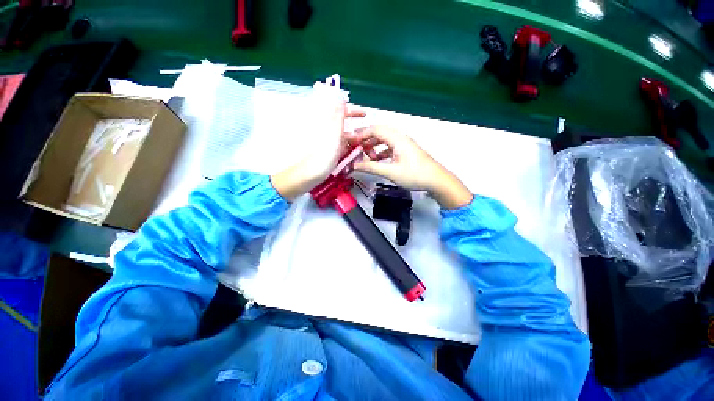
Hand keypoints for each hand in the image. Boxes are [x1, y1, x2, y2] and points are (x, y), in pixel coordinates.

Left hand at [272, 103, 365, 200]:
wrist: (309, 176)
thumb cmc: (322, 156)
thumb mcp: (333, 135)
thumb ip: (337, 117)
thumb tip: (340, 97)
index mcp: (327, 124)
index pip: (340, 111)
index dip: (353, 111)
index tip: (365, 114)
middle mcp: (327, 132)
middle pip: (344, 127)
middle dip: (356, 132)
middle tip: (366, 139)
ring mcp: (327, 143)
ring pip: (343, 139)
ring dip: (353, 143)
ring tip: (363, 150)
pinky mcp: (328, 153)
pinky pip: (341, 149)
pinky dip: (348, 151)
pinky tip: (354, 157)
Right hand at [350, 126, 472, 208]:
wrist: (437, 180)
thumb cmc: (415, 175)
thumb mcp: (391, 172)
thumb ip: (372, 168)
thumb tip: (355, 166)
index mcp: (397, 139)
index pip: (375, 130)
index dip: (361, 134)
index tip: (350, 141)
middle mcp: (400, 138)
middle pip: (379, 133)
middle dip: (366, 139)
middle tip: (355, 148)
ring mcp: (404, 144)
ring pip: (385, 140)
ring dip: (374, 146)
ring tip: (366, 156)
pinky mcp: (406, 151)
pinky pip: (390, 147)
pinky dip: (381, 152)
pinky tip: (377, 160)